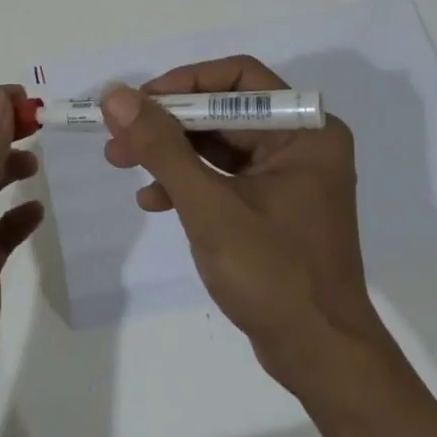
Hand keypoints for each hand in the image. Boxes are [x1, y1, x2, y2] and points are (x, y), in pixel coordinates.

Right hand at [101, 55, 392, 394]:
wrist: (321, 358)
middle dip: (168, 124)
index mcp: (304, 130)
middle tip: (118, 136)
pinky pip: (224, 175)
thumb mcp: (208, 206)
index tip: (138, 103)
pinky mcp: (274, 204)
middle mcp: (301, 142)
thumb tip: (116, 95)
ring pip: (218, 143)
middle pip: (223, 110)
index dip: (184, 83)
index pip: (237, 78)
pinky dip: (188, 182)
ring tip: (122, 163)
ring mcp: (288, 175)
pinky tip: (153, 201)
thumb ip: (161, 147)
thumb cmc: (273, 275)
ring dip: (171, 152)